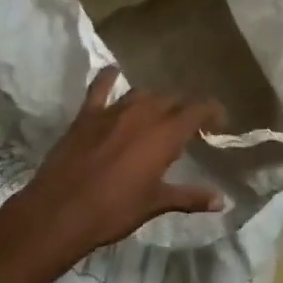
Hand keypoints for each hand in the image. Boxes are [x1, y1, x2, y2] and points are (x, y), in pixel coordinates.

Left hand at [9, 67, 224, 263]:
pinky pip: (99, 88)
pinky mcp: (86, 116)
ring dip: (153, 101)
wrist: (60, 211)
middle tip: (189, 127)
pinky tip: (114, 72)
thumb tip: (221, 201)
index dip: (211, 111)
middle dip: (182, 110)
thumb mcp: (155, 204)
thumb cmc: (114, 210)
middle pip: (170, 101)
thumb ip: (189, 197)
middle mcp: (141, 115)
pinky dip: (109, 78)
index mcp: (164, 136)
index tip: (220, 120)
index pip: (197, 111)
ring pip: (140, 94)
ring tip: (158, 113)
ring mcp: (111, 112)